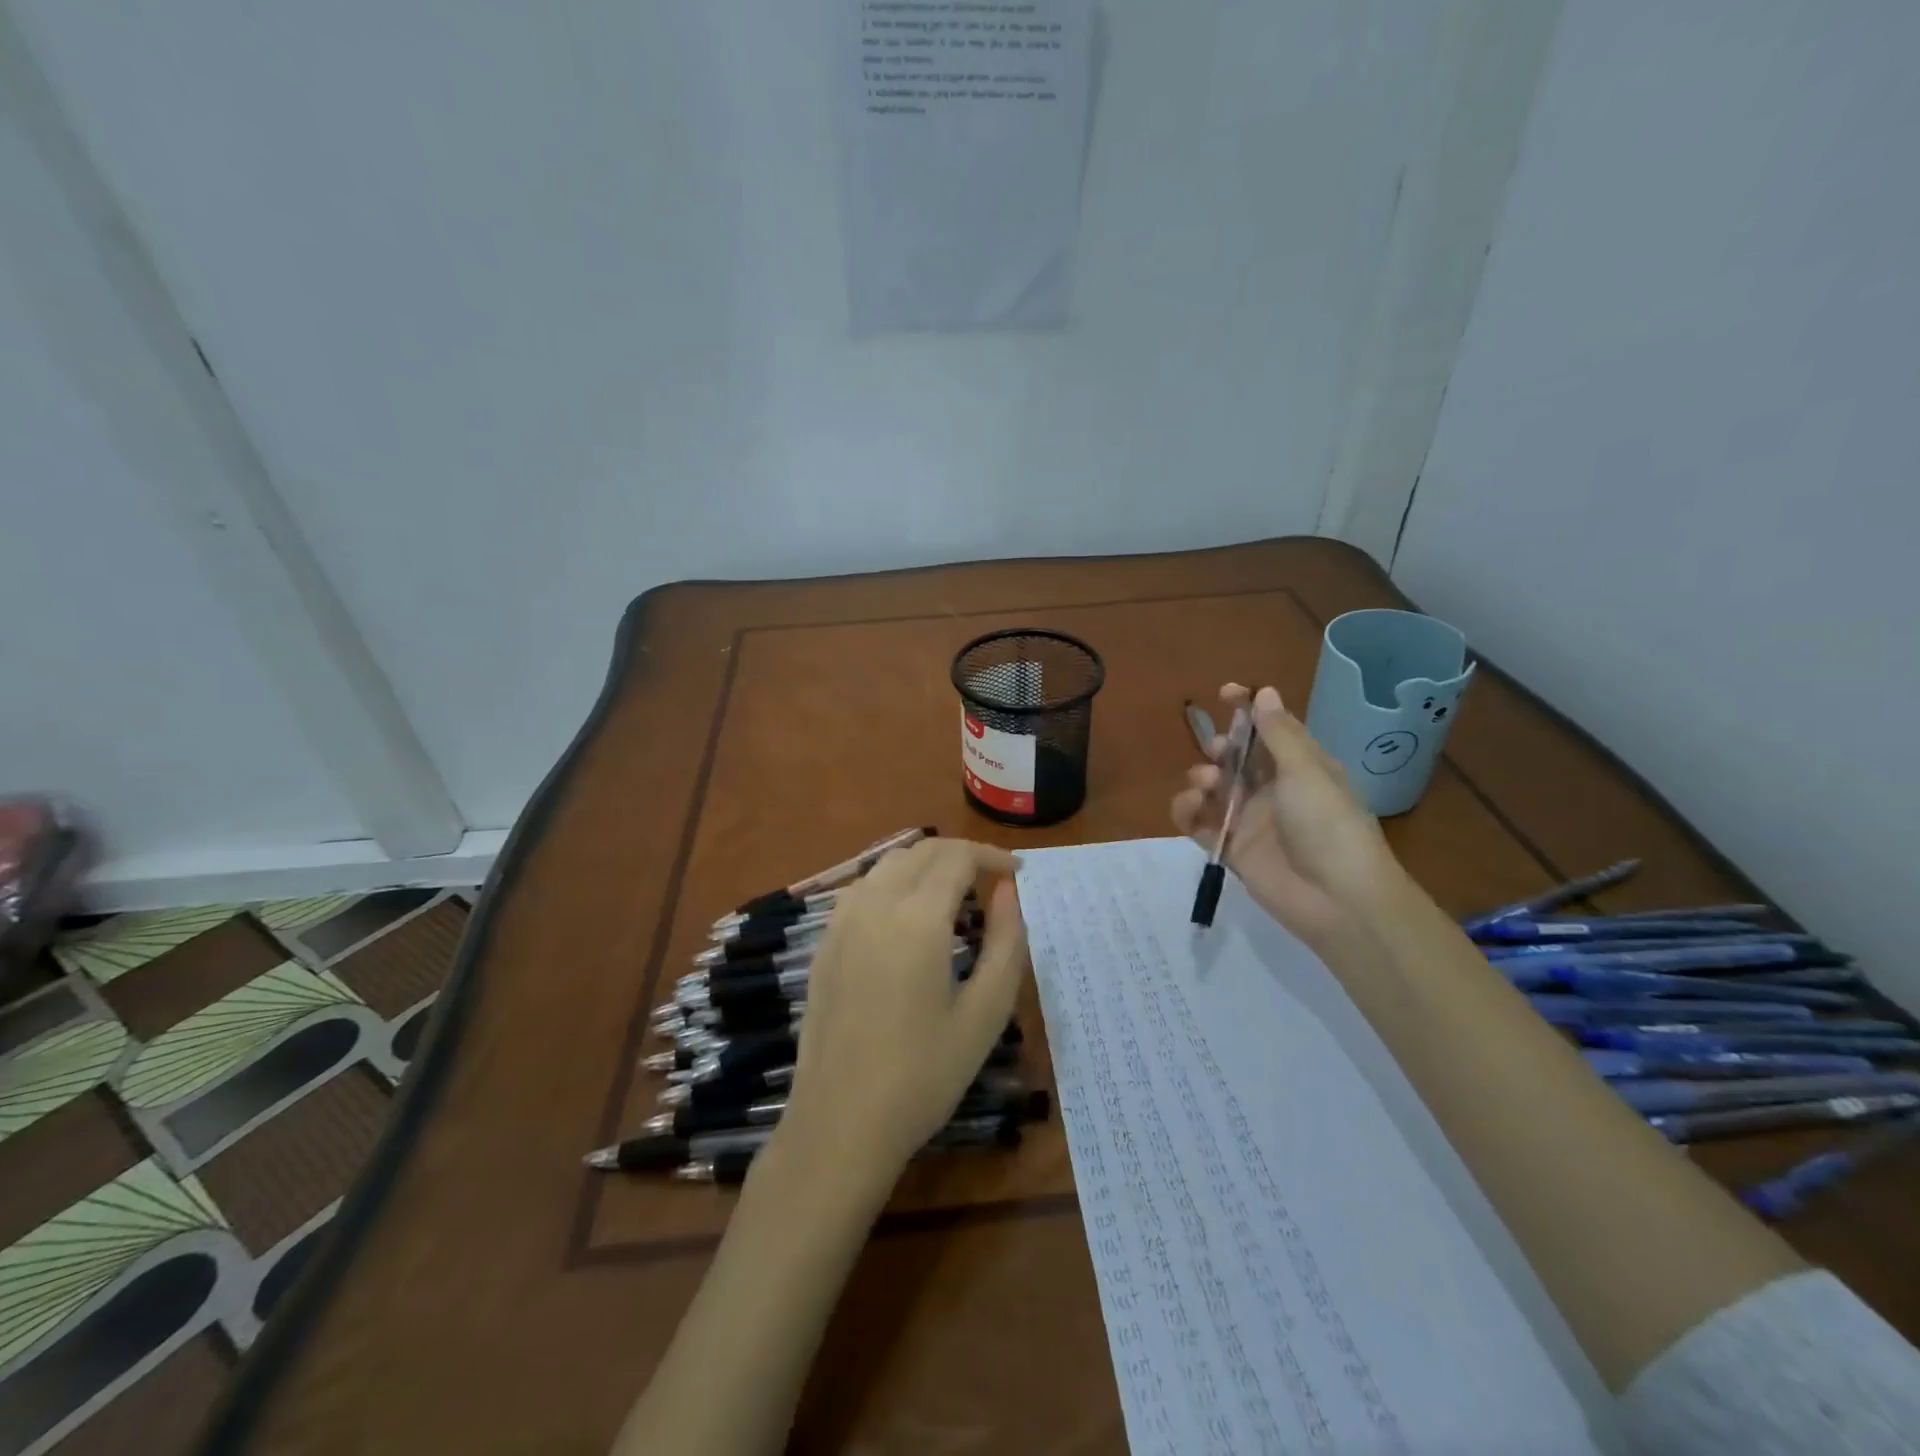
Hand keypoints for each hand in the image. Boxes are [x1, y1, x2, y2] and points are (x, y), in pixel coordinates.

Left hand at [780, 839, 1028, 1181]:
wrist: (839, 1123)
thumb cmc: (923, 1075)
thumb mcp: (985, 1014)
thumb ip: (1006, 943)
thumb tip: (1008, 892)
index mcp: (917, 918)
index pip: (957, 857)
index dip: (992, 856)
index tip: (1019, 874)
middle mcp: (874, 904)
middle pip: (922, 851)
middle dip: (962, 855)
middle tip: (993, 882)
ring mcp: (841, 922)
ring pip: (889, 864)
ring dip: (926, 865)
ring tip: (956, 897)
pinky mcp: (824, 943)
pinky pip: (863, 889)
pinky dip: (895, 883)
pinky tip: (909, 919)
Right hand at [1172, 683, 1404, 953]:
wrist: (1337, 900)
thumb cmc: (1328, 825)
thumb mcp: (1307, 771)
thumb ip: (1279, 734)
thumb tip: (1264, 691)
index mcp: (1301, 767)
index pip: (1270, 730)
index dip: (1247, 710)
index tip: (1224, 693)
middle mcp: (1274, 790)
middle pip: (1236, 758)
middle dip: (1220, 748)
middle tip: (1217, 751)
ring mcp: (1251, 821)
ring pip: (1214, 789)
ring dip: (1202, 778)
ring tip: (1206, 786)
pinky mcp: (1231, 850)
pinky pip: (1200, 824)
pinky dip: (1188, 812)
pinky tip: (1190, 808)